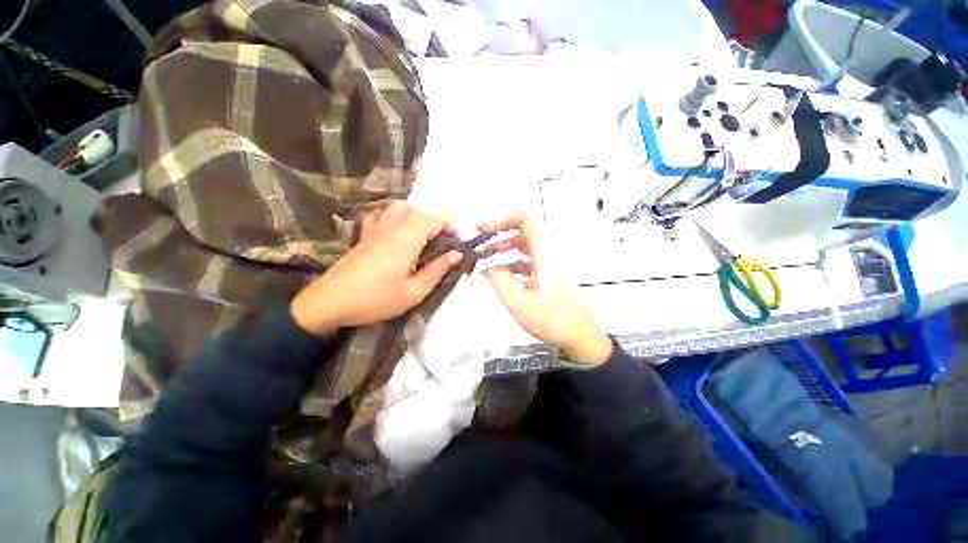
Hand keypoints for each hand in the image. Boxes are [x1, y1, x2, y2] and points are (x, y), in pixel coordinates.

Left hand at [290, 201, 461, 335]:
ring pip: (399, 207)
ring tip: (423, 235)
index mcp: (405, 240)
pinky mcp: (364, 235)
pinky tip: (397, 231)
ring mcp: (375, 229)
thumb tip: (457, 254)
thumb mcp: (414, 292)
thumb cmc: (376, 300)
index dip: (450, 225)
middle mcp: (391, 228)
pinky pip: (381, 214)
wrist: (331, 302)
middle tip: (444, 241)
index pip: (432, 219)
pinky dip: (394, 216)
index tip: (459, 241)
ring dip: (416, 216)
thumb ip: (437, 270)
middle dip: (436, 221)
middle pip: (418, 210)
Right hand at [479, 216, 612, 364]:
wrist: (577, 335)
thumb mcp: (518, 302)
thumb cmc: (553, 320)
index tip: (485, 229)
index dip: (503, 220)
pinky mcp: (549, 272)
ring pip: (524, 246)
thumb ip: (498, 281)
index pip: (526, 221)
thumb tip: (485, 267)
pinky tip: (500, 274)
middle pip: (522, 232)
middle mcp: (550, 253)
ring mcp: (551, 263)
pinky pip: (528, 259)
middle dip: (499, 237)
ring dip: (504, 250)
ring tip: (486, 260)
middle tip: (481, 246)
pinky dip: (513, 262)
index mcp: (546, 255)